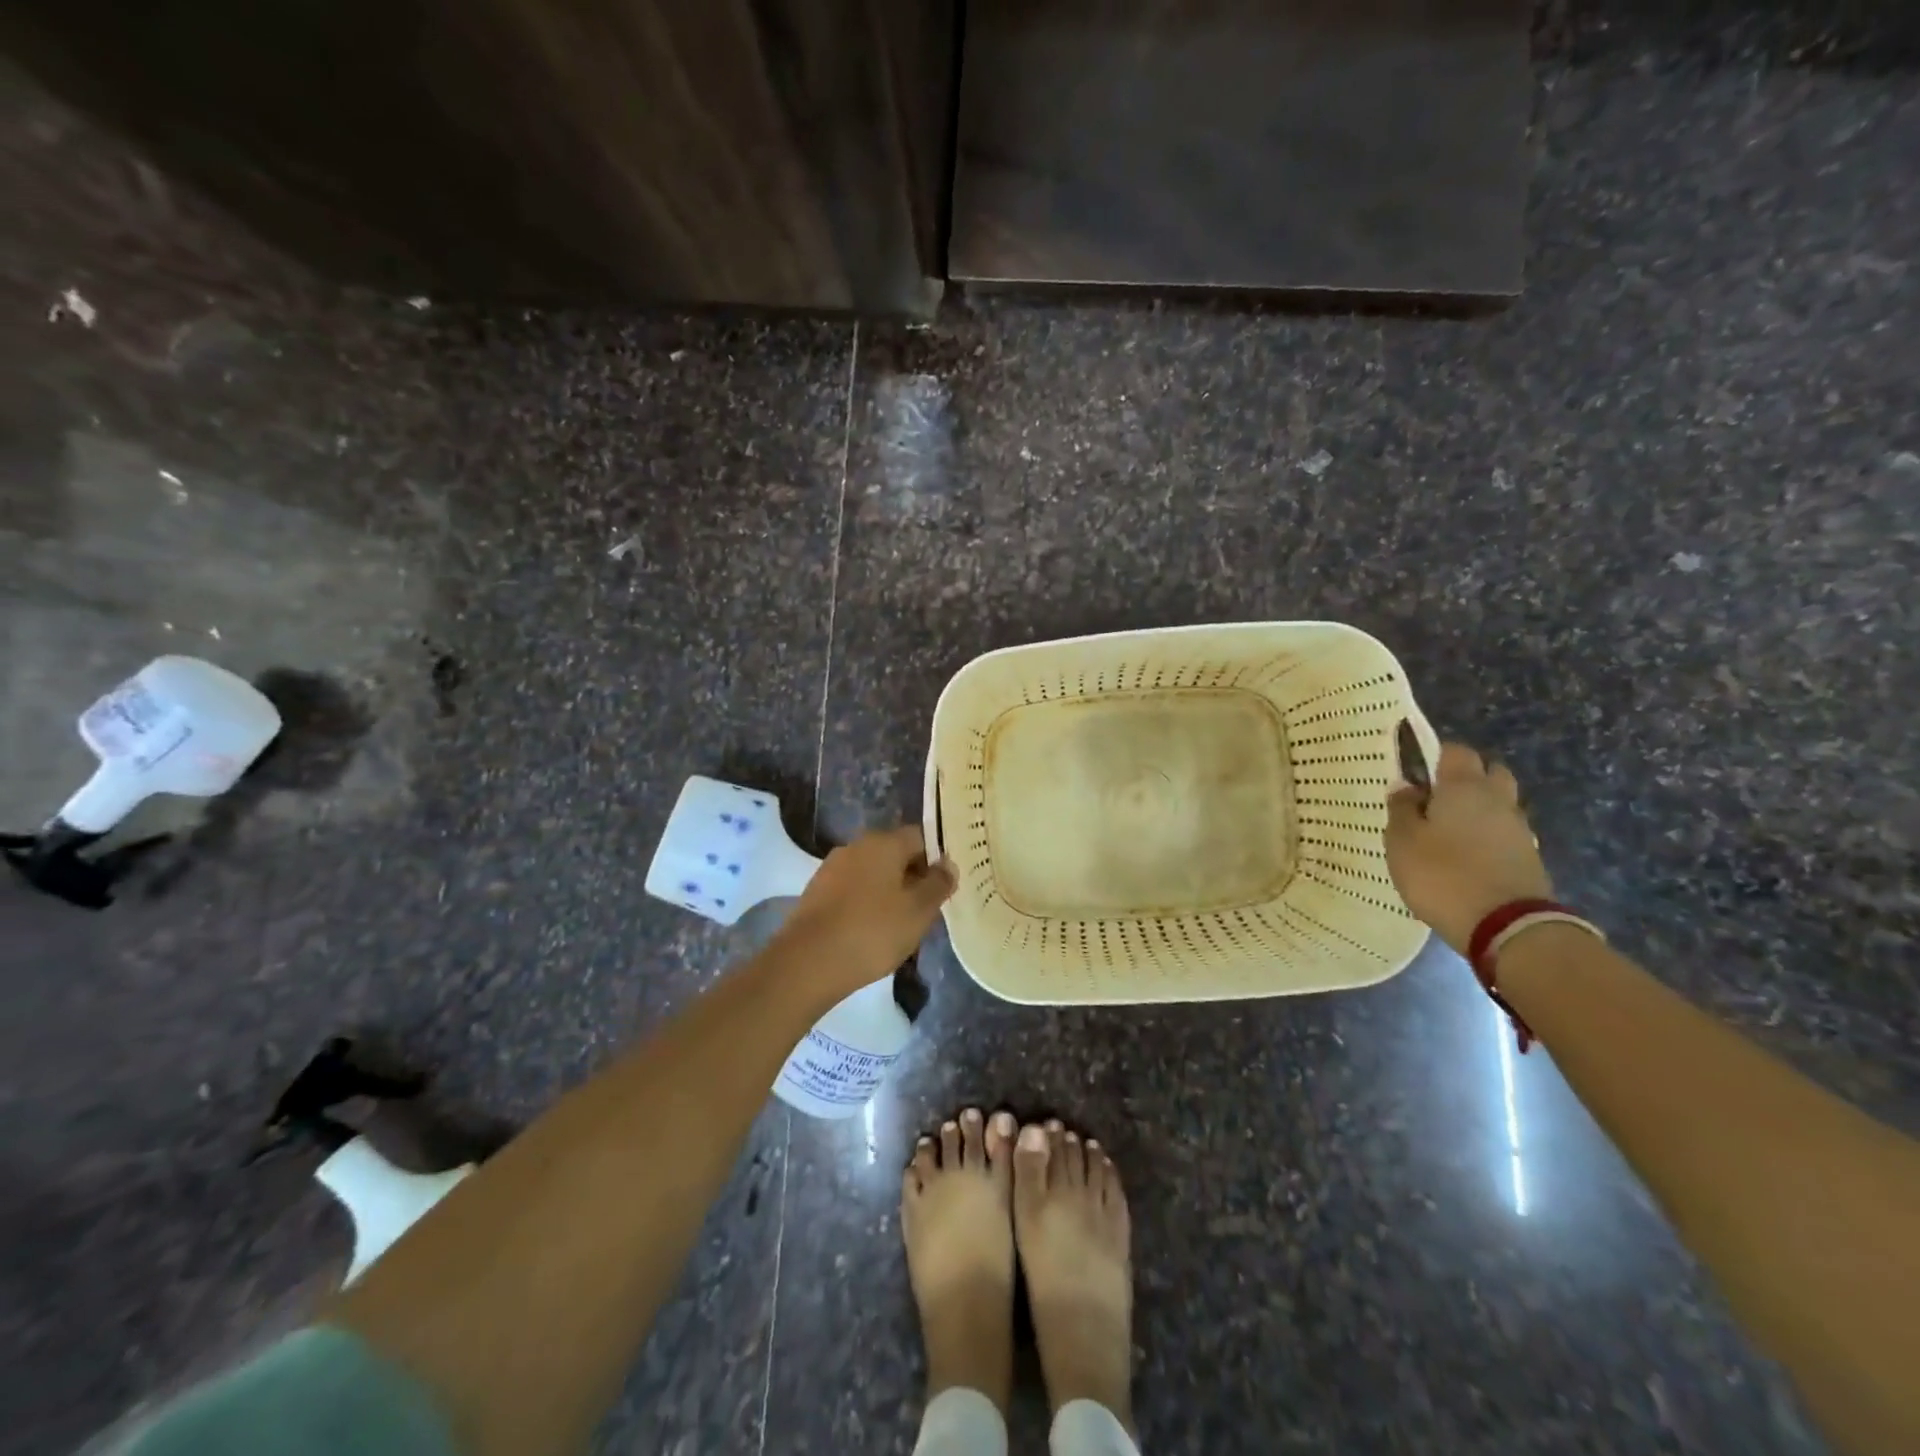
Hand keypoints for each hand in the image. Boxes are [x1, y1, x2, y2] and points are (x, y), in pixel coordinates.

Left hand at [770, 825, 955, 997]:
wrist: (807, 962)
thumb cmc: (873, 931)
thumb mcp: (918, 911)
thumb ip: (938, 884)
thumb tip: (948, 864)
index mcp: (884, 842)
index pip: (921, 837)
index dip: (937, 859)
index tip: (945, 887)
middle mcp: (856, 846)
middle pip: (895, 853)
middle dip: (913, 876)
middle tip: (928, 909)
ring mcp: (832, 868)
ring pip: (873, 873)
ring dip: (889, 891)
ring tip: (901, 924)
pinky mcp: (817, 892)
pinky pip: (853, 890)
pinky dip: (866, 903)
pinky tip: (872, 931)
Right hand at [1385, 742, 1552, 954]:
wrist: (1507, 927)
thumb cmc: (1443, 875)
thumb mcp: (1402, 842)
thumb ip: (1401, 809)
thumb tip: (1406, 787)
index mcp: (1464, 787)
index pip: (1455, 751)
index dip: (1435, 756)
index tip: (1415, 774)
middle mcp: (1498, 800)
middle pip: (1489, 773)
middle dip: (1466, 778)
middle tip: (1435, 800)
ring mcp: (1519, 830)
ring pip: (1499, 805)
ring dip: (1478, 810)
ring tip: (1448, 832)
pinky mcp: (1529, 859)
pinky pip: (1504, 834)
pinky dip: (1488, 837)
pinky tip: (1467, 856)